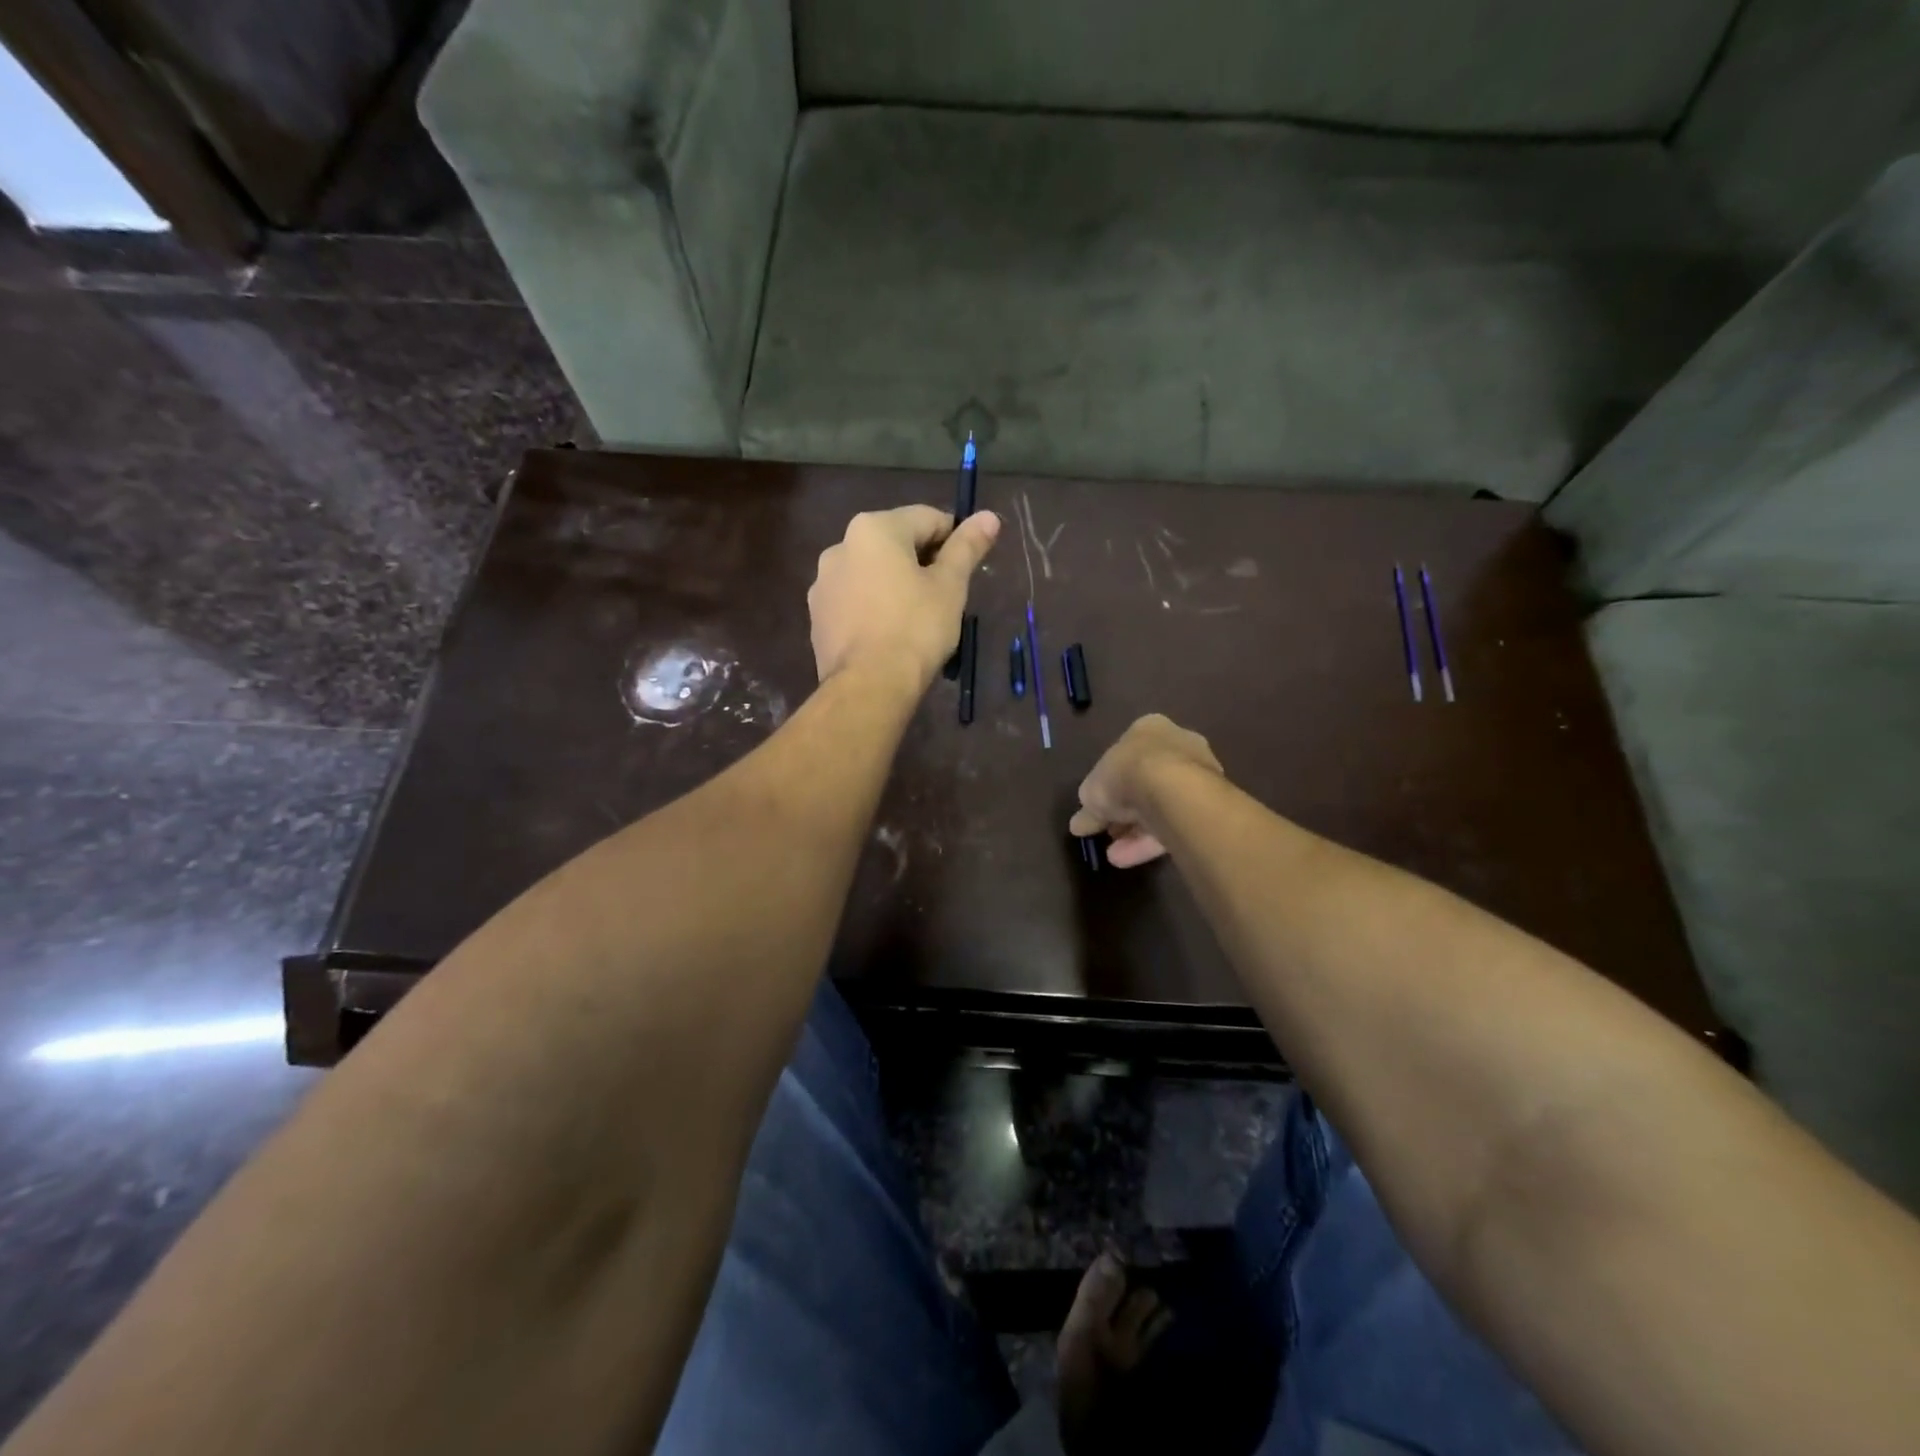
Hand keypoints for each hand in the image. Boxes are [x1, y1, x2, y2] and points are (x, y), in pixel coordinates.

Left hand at [808, 505, 999, 688]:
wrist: (868, 685)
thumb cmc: (916, 628)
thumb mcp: (950, 586)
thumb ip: (967, 547)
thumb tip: (988, 516)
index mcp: (874, 529)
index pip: (926, 518)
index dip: (954, 539)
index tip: (967, 566)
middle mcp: (840, 546)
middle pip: (894, 544)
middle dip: (921, 563)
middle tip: (945, 596)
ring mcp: (823, 583)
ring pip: (871, 573)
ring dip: (894, 584)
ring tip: (916, 618)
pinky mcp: (817, 616)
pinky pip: (854, 600)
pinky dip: (873, 607)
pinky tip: (888, 634)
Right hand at [1069, 714, 1222, 866]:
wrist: (1171, 788)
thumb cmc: (1126, 772)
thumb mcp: (1091, 791)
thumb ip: (1087, 808)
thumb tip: (1079, 824)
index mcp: (1148, 729)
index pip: (1125, 757)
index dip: (1109, 785)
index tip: (1098, 808)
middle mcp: (1178, 746)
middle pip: (1146, 783)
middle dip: (1125, 811)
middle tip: (1109, 832)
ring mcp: (1199, 776)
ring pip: (1161, 807)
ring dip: (1136, 832)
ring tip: (1115, 855)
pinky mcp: (1209, 805)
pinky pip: (1174, 823)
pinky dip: (1151, 841)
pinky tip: (1129, 858)